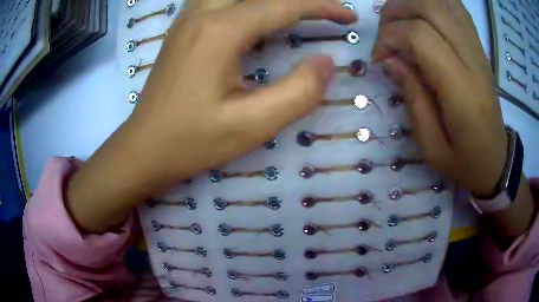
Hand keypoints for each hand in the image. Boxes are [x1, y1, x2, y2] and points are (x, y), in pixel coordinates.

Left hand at [66, 0, 355, 232]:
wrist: (144, 148)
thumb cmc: (191, 142)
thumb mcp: (251, 126)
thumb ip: (299, 92)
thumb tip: (327, 62)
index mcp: (221, 31)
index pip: (284, 5)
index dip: (322, 6)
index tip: (348, 16)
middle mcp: (203, 13)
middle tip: (326, 11)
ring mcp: (189, 18)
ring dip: (272, 0)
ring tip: (297, 11)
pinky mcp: (184, 28)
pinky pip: (220, 0)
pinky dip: (248, 3)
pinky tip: (258, 14)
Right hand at [372, 0, 507, 197]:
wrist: (496, 160)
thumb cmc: (465, 161)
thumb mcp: (432, 147)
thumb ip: (413, 100)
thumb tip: (390, 60)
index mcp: (462, 92)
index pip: (421, 36)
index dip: (391, 37)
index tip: (379, 58)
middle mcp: (473, 61)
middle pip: (430, 8)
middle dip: (396, 11)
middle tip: (385, 33)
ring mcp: (479, 49)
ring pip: (442, 1)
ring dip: (412, 2)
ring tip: (399, 21)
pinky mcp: (480, 46)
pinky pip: (456, 7)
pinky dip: (434, 2)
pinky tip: (421, 13)